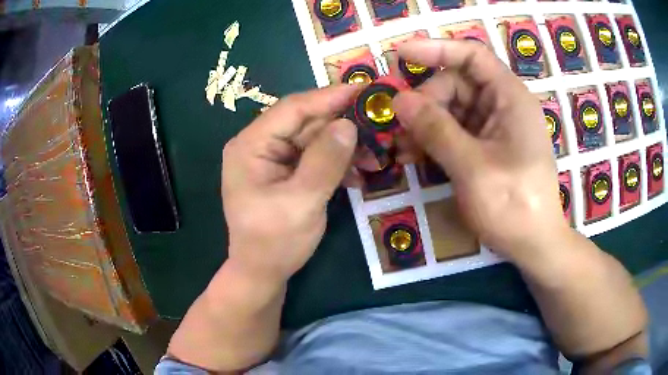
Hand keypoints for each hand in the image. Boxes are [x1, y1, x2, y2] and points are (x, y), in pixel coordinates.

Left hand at [221, 85, 360, 283]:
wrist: (262, 273)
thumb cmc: (275, 242)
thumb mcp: (302, 202)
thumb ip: (325, 161)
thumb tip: (348, 124)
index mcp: (250, 145)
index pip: (293, 109)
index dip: (329, 96)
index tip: (364, 89)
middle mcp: (258, 145)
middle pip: (305, 122)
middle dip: (342, 124)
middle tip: (378, 122)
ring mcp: (271, 158)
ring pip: (313, 139)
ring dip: (343, 146)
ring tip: (375, 155)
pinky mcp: (284, 172)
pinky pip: (313, 157)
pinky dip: (336, 162)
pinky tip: (359, 172)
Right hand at [393, 39, 567, 264]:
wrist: (534, 244)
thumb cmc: (513, 205)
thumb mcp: (472, 167)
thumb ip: (436, 129)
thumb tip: (399, 100)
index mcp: (510, 98)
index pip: (472, 56)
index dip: (437, 50)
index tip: (401, 55)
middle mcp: (503, 106)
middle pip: (456, 85)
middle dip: (426, 102)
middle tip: (400, 126)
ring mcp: (495, 128)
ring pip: (452, 110)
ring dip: (425, 124)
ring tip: (402, 148)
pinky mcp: (487, 148)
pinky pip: (455, 132)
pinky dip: (434, 141)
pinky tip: (415, 156)